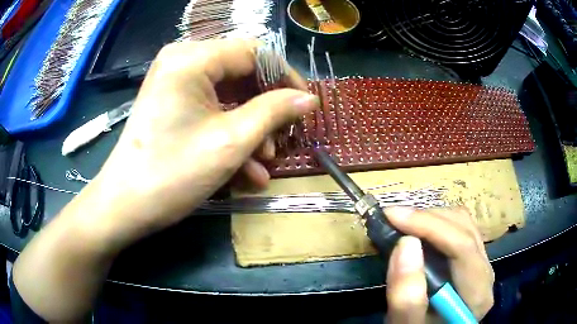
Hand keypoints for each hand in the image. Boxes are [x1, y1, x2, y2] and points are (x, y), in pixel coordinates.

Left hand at [93, 39, 317, 242]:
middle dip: (267, 107)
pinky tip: (247, 167)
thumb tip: (309, 99)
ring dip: (251, 126)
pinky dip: (230, 132)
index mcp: (192, 58)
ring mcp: (175, 81)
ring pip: (228, 94)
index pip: (254, 52)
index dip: (285, 77)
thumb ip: (274, 112)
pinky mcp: (172, 101)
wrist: (125, 206)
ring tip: (266, 160)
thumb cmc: (172, 173)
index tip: (305, 105)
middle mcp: (182, 60)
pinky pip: (211, 108)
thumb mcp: (231, 142)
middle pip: (241, 72)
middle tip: (284, 137)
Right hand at [383, 207, 494, 322]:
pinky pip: (459, 228)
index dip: (429, 226)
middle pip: (464, 228)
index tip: (392, 217)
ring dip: (430, 218)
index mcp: (477, 293)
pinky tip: (418, 231)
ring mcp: (480, 263)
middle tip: (392, 219)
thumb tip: (406, 243)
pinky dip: (435, 223)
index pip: (462, 247)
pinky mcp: (472, 259)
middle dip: (426, 218)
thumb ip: (406, 297)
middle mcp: (485, 272)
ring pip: (463, 222)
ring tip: (402, 223)